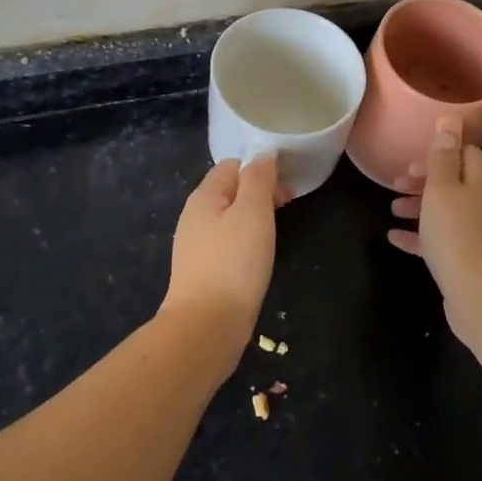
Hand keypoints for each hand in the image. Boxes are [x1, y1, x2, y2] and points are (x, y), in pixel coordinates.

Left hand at [161, 155, 288, 368]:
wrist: (207, 325)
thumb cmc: (234, 262)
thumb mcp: (253, 212)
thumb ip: (258, 178)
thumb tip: (263, 155)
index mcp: (203, 196)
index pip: (232, 165)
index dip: (260, 169)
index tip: (285, 188)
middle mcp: (194, 216)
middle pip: (230, 191)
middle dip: (260, 193)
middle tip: (287, 208)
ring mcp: (195, 246)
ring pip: (229, 218)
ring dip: (254, 219)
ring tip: (276, 234)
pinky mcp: (202, 271)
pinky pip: (227, 244)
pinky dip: (245, 243)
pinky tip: (257, 258)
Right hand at [388, 117, 481, 343]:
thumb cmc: (459, 235)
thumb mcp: (443, 189)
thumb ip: (442, 155)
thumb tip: (451, 119)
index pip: (465, 153)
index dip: (437, 154)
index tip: (410, 165)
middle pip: (456, 182)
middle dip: (424, 181)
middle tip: (396, 185)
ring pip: (449, 211)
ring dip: (420, 207)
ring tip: (392, 210)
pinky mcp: (474, 260)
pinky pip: (445, 239)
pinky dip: (422, 236)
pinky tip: (395, 239)